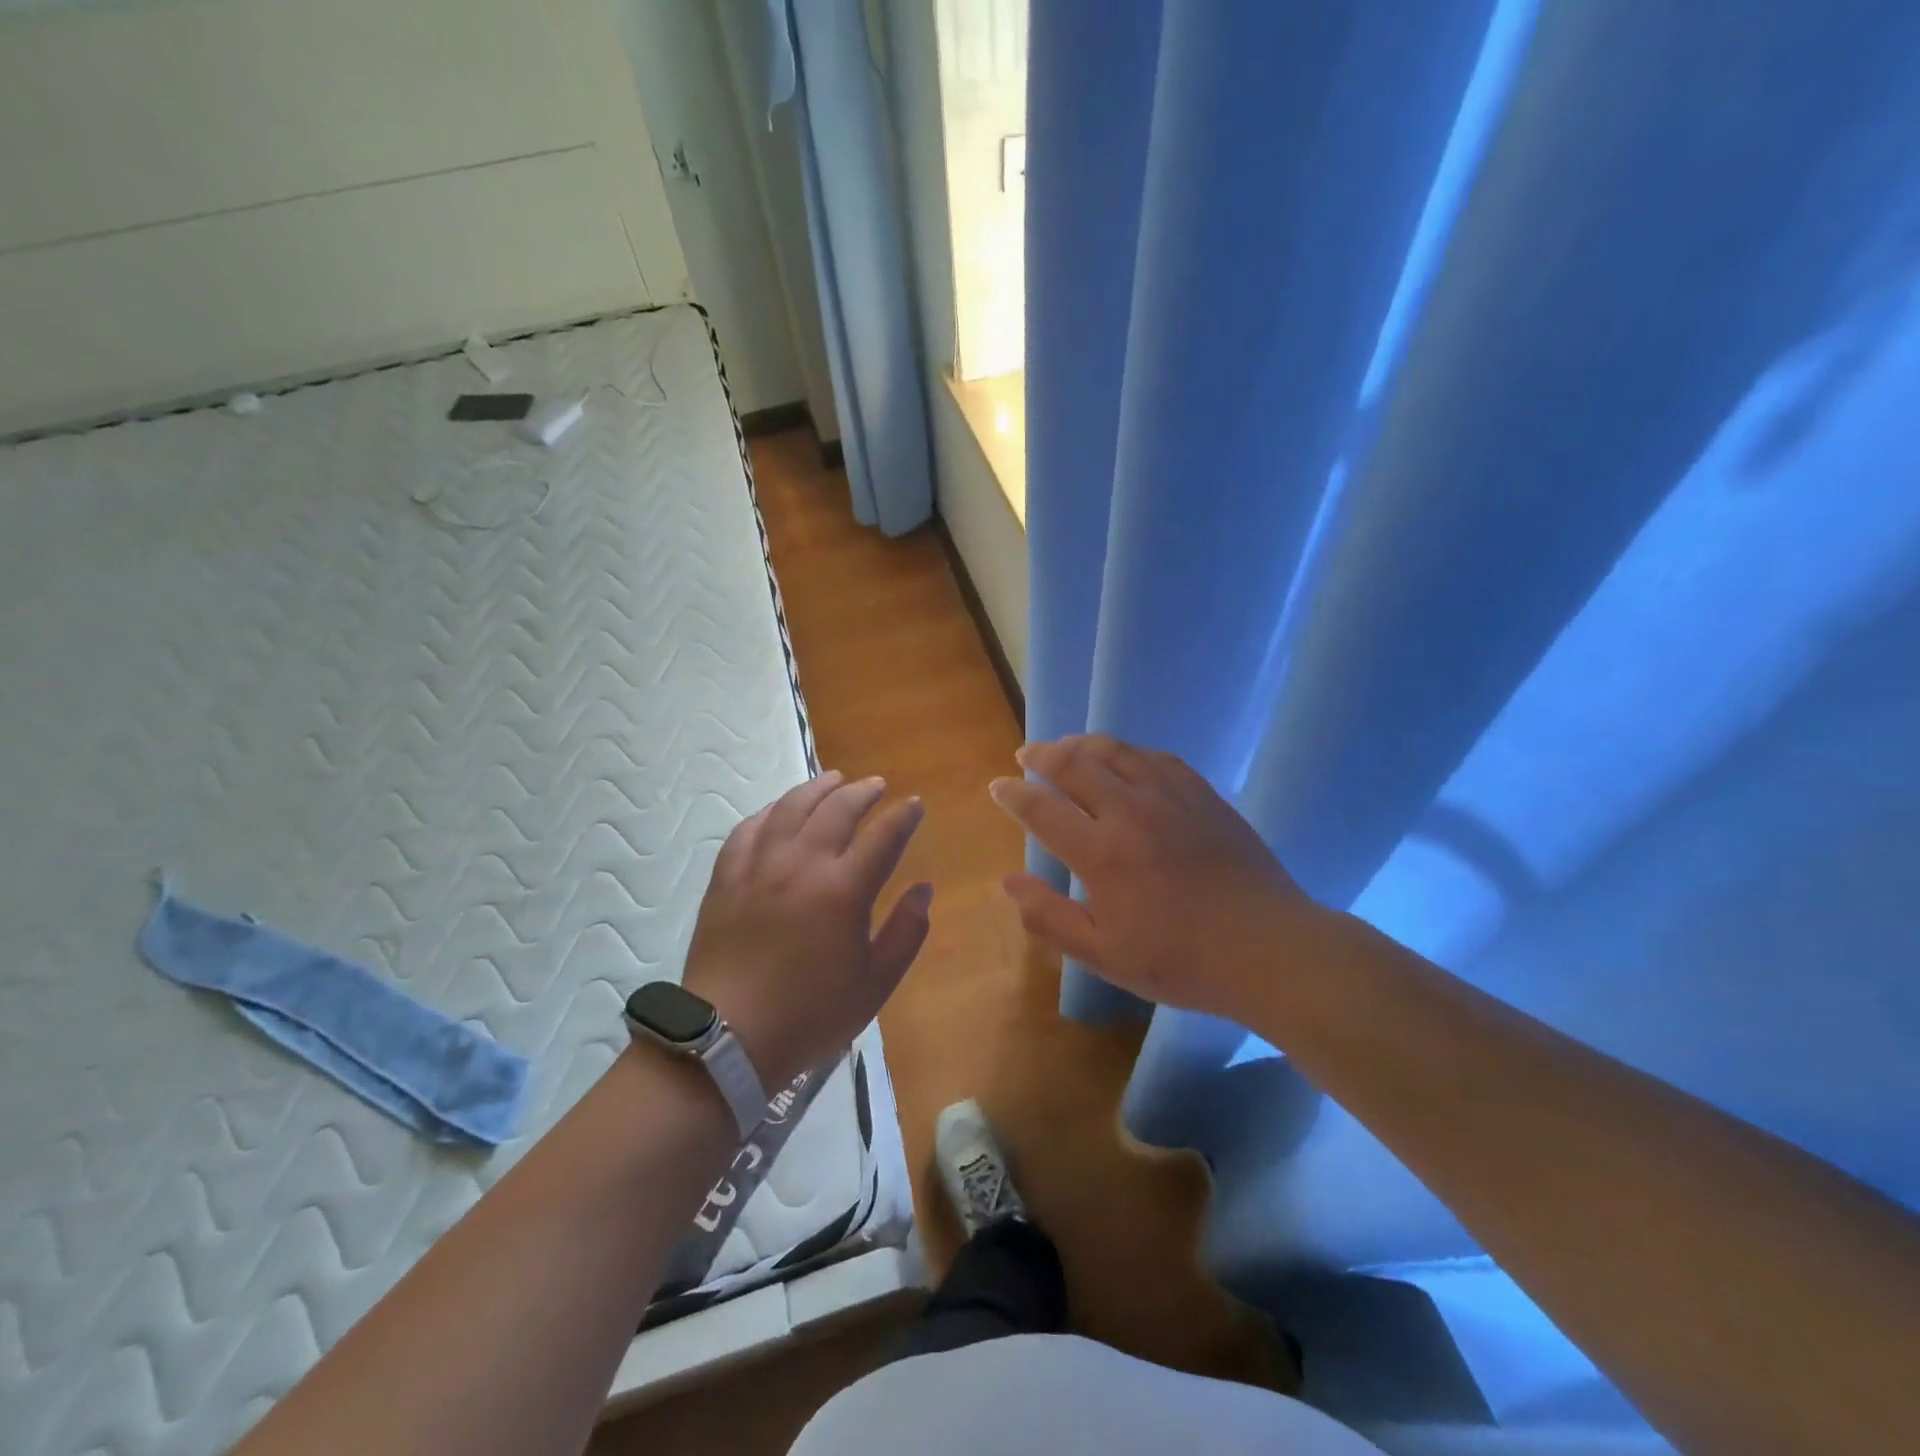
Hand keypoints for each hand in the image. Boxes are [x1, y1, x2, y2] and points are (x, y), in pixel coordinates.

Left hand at [681, 770, 930, 1088]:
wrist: (728, 1039)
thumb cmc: (811, 1015)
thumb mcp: (875, 984)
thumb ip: (906, 932)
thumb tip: (923, 890)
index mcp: (844, 890)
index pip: (884, 836)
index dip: (904, 815)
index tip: (915, 805)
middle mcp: (802, 864)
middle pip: (837, 809)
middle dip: (863, 791)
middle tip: (877, 786)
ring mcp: (759, 866)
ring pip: (791, 807)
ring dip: (818, 788)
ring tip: (833, 780)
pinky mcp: (727, 877)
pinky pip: (749, 828)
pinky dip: (771, 811)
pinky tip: (780, 810)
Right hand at [989, 735, 1322, 1019]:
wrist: (1266, 948)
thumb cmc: (1180, 960)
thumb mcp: (1103, 954)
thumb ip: (1048, 917)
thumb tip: (1008, 882)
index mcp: (1100, 853)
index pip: (1040, 808)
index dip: (1012, 794)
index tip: (998, 787)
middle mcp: (1129, 811)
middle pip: (1073, 764)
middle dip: (1041, 755)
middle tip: (1025, 755)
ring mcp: (1169, 797)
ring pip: (1114, 751)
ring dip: (1081, 744)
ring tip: (1064, 746)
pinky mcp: (1201, 794)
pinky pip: (1155, 756)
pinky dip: (1127, 751)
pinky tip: (1122, 757)